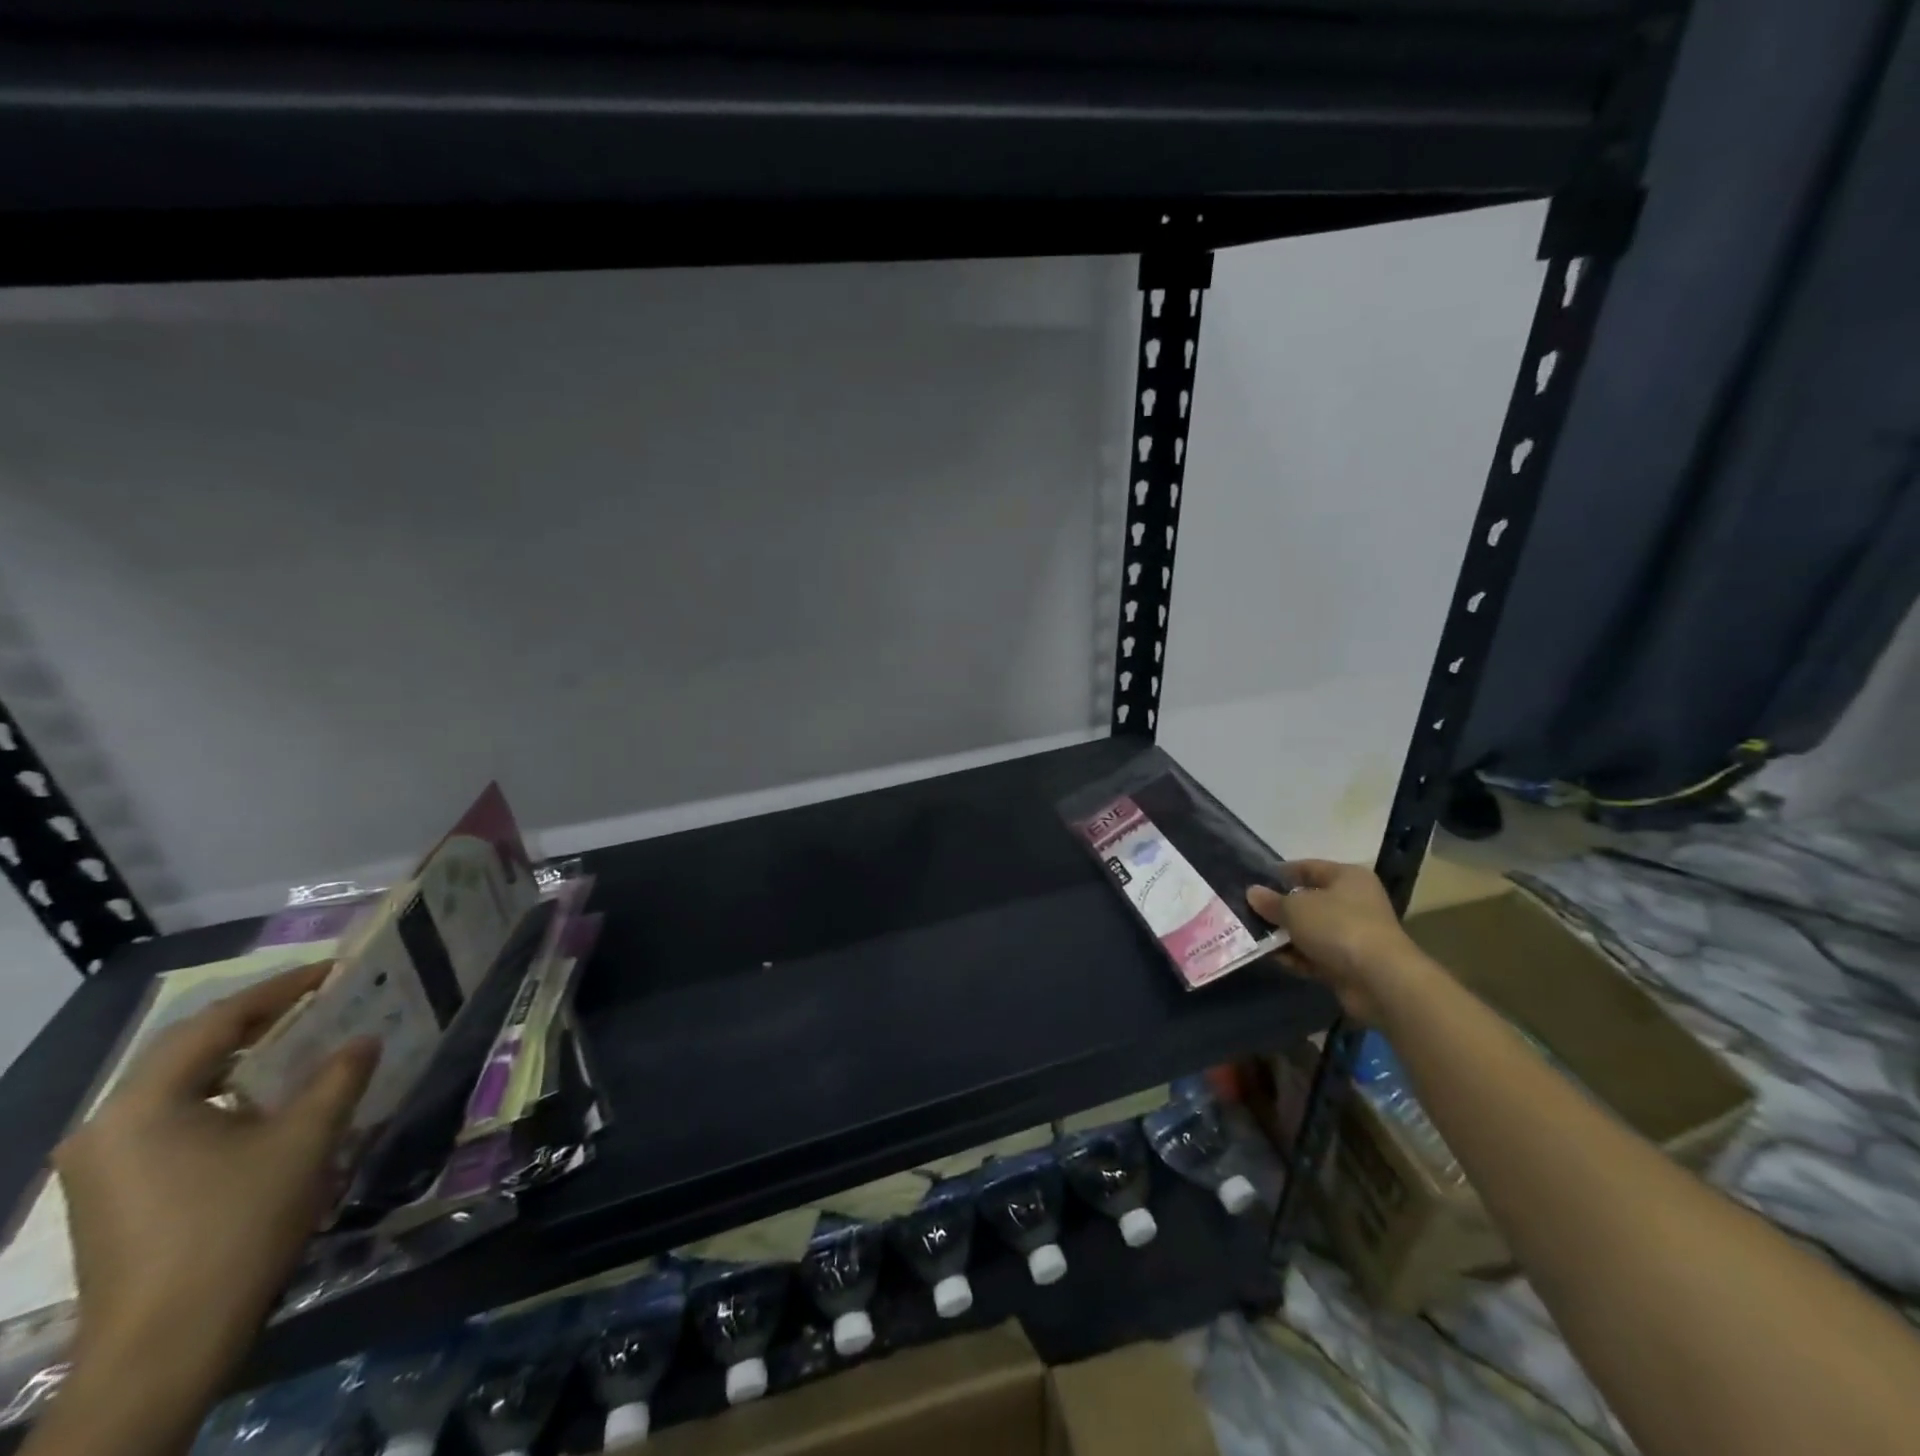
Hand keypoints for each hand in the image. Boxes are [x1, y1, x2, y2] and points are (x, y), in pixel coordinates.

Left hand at [53, 966, 377, 1392]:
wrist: (164, 1349)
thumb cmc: (236, 1227)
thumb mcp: (305, 1141)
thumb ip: (339, 1078)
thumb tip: (364, 1038)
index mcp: (141, 1106)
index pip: (215, 1022)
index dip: (280, 989)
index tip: (332, 971)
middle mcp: (106, 1127)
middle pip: (189, 1050)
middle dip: (258, 1020)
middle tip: (320, 999)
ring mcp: (102, 1166)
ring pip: (180, 1086)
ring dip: (242, 1060)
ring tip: (301, 1042)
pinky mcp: (113, 1194)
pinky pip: (173, 1119)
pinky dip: (223, 1096)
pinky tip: (265, 1104)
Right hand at [1248, 861, 1421, 1023]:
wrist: (1379, 980)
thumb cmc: (1337, 927)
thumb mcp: (1295, 908)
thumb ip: (1271, 901)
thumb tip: (1253, 893)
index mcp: (1347, 877)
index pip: (1307, 867)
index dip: (1279, 874)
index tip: (1252, 883)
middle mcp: (1353, 902)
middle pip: (1308, 901)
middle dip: (1279, 909)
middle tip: (1248, 912)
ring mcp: (1352, 934)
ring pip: (1310, 930)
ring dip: (1285, 936)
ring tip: (1254, 937)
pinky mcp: (1350, 963)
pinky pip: (1316, 955)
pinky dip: (1297, 957)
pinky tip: (1274, 959)